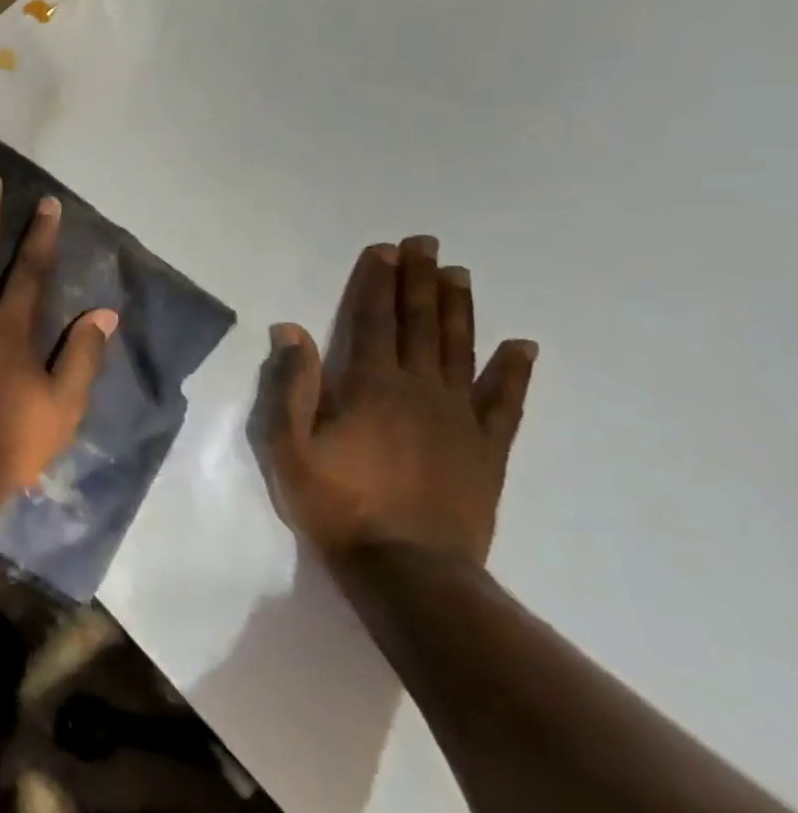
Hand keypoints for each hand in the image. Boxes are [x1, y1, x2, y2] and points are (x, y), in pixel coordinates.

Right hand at [255, 236, 537, 570]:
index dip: (377, 284)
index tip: (385, 251)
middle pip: (421, 326)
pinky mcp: (487, 449)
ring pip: (462, 351)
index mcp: (370, 387)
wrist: (407, 568)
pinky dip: (514, 372)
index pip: (373, 322)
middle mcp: (419, 390)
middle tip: (427, 244)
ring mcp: (460, 418)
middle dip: (420, 282)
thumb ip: (292, 386)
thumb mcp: (289, 446)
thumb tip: (291, 330)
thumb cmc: (336, 503)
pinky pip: (505, 402)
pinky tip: (522, 346)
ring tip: (460, 275)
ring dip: (459, 310)